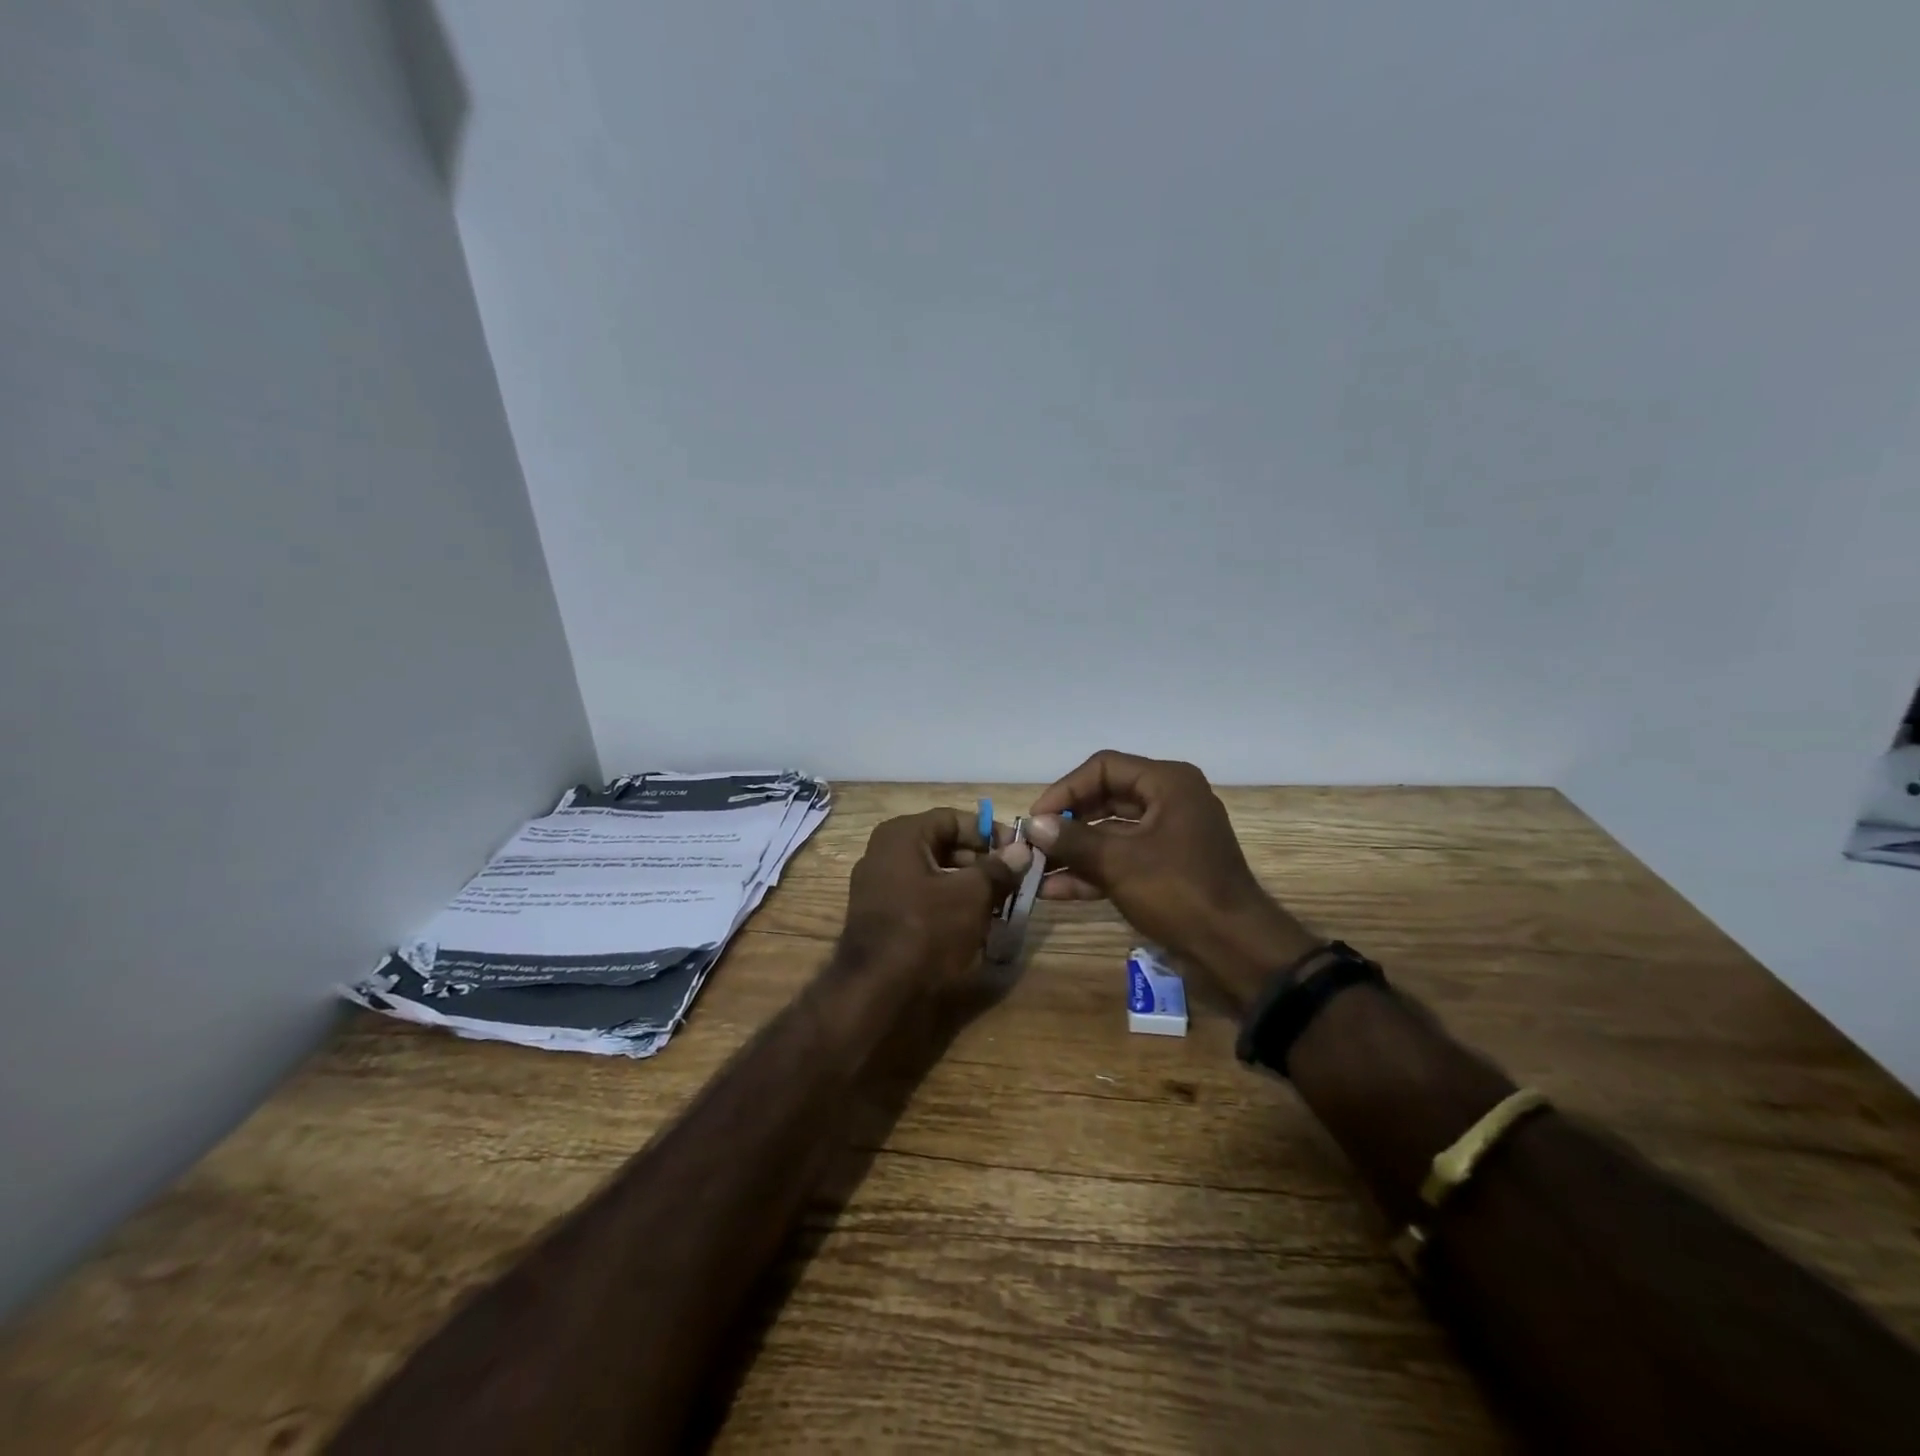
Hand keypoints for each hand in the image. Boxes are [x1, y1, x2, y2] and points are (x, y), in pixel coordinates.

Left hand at [841, 808, 1031, 991]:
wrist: (876, 992)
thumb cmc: (926, 930)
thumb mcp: (972, 895)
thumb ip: (998, 869)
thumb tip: (1022, 850)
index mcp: (901, 835)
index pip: (954, 819)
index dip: (989, 833)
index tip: (1019, 852)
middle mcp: (884, 853)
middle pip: (943, 845)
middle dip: (981, 862)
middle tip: (1013, 880)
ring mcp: (879, 886)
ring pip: (934, 874)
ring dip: (968, 885)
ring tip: (1000, 904)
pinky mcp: (881, 917)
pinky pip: (921, 898)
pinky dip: (948, 905)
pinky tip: (974, 924)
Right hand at [1026, 751, 1320, 1011]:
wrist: (1235, 950)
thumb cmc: (1179, 892)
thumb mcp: (1119, 862)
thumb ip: (1073, 839)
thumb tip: (1032, 825)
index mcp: (1168, 783)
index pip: (1104, 768)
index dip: (1066, 790)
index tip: (1036, 818)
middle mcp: (1170, 801)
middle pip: (1105, 799)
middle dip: (1066, 823)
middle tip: (1032, 842)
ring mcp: (1169, 836)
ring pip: (1111, 832)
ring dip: (1074, 850)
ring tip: (1034, 869)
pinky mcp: (1166, 868)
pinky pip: (1122, 859)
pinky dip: (1092, 871)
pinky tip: (1055, 889)